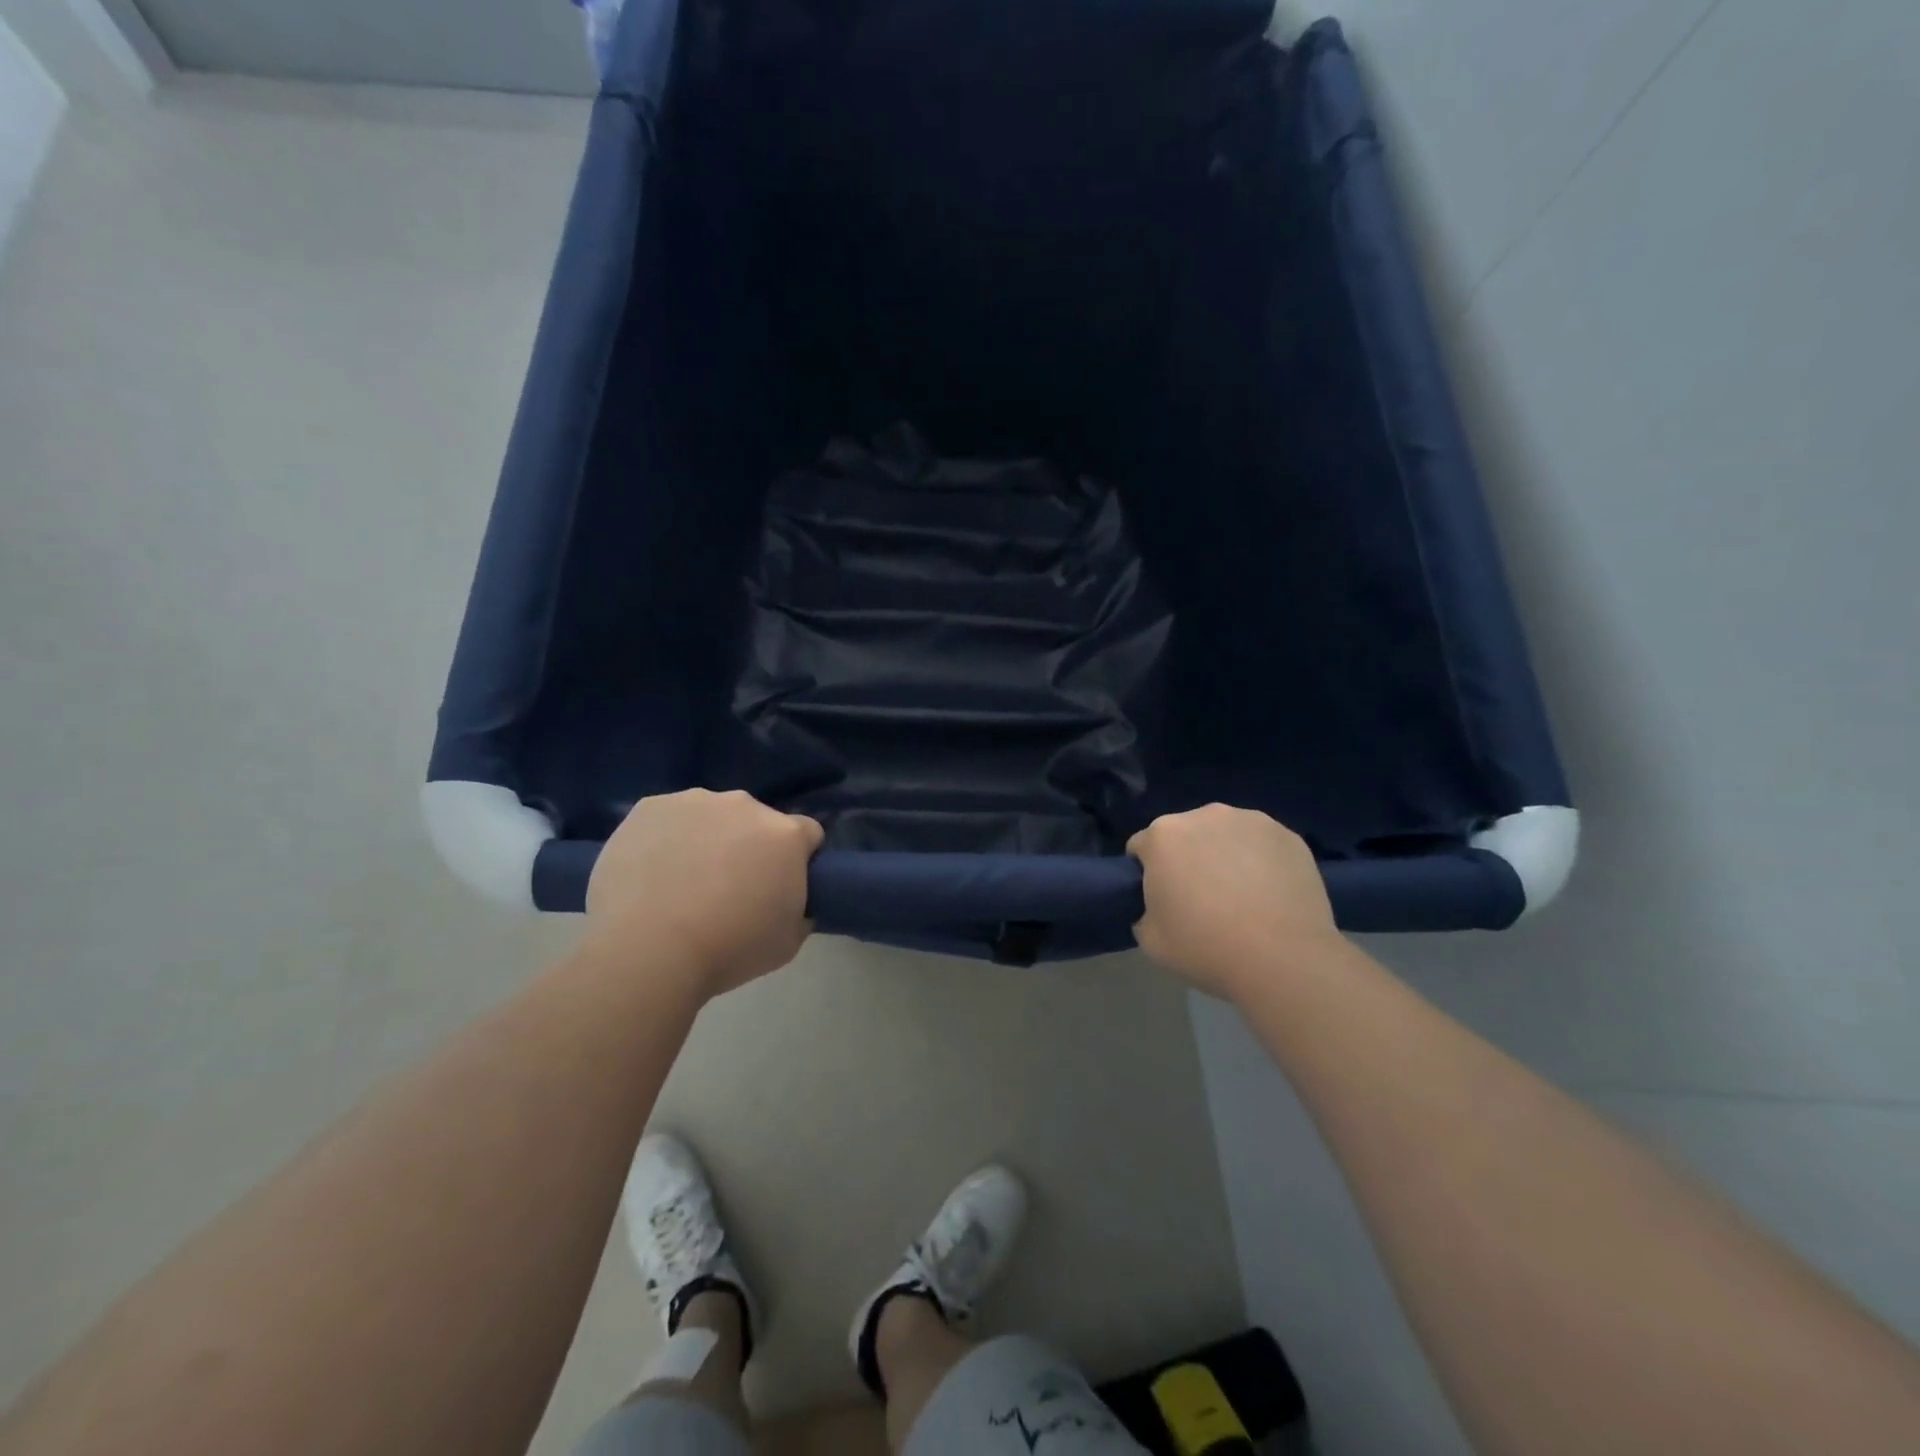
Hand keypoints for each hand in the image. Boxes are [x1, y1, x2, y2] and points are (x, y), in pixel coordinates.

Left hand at [584, 789, 823, 1000]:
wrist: (648, 951)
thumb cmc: (729, 950)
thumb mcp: (789, 942)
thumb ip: (799, 909)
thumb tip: (787, 899)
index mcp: (786, 834)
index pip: (808, 834)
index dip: (798, 860)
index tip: (781, 886)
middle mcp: (745, 805)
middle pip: (756, 821)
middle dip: (749, 846)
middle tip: (728, 889)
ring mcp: (694, 802)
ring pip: (710, 817)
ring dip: (707, 839)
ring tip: (682, 883)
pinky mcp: (649, 808)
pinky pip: (667, 819)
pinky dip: (665, 840)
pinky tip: (651, 874)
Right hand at [1129, 804, 1342, 999]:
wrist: (1283, 960)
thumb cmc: (1206, 947)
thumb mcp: (1150, 939)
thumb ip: (1143, 911)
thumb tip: (1159, 906)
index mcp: (1163, 835)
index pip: (1142, 848)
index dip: (1147, 874)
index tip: (1162, 901)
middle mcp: (1204, 815)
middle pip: (1185, 834)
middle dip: (1187, 858)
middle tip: (1201, 899)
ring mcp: (1251, 820)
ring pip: (1225, 834)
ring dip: (1224, 854)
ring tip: (1241, 896)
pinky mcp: (1288, 835)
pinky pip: (1261, 844)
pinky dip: (1260, 860)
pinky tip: (1270, 894)